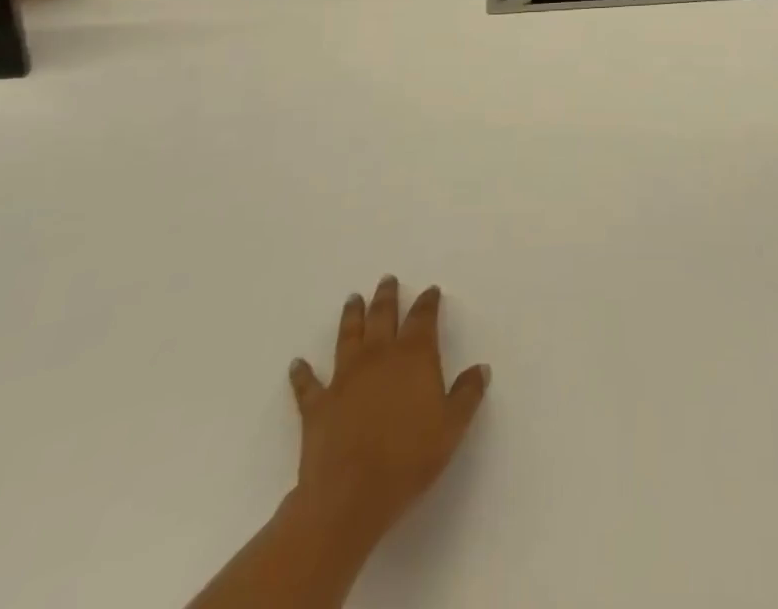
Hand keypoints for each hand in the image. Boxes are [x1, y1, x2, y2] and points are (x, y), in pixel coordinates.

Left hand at [286, 275, 489, 547]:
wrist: (349, 497)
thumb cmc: (409, 459)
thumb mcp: (452, 428)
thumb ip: (468, 394)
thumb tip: (480, 368)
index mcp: (414, 356)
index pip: (423, 318)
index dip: (428, 302)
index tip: (430, 290)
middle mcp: (379, 356)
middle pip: (383, 316)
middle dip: (387, 296)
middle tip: (387, 279)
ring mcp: (344, 378)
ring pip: (348, 336)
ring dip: (352, 316)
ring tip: (353, 299)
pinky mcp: (317, 405)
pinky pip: (307, 384)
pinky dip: (302, 373)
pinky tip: (297, 363)